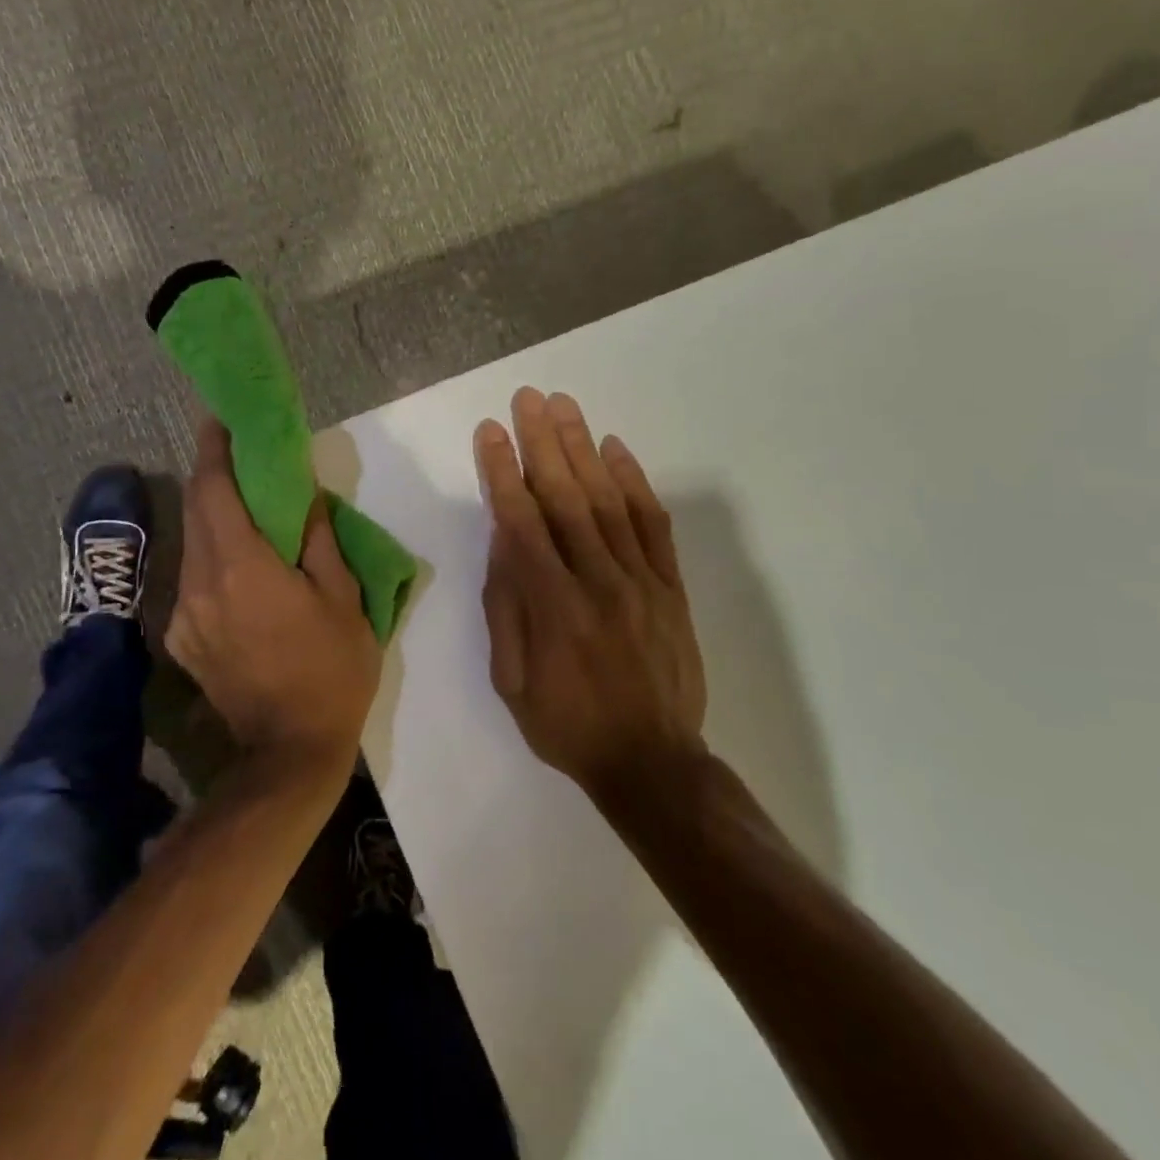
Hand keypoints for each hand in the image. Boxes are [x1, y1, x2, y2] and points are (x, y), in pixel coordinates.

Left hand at [167, 418, 382, 778]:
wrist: (289, 752)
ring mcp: (184, 614)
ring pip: (192, 544)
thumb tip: (302, 497)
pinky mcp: (182, 640)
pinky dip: (211, 558)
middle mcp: (200, 582)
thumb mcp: (343, 600)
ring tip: (244, 510)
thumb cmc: (330, 671)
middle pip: (195, 510)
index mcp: (242, 566)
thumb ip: (318, 541)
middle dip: (211, 476)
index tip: (219, 419)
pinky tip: (237, 568)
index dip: (214, 449)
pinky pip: (192, 581)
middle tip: (238, 456)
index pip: (213, 489)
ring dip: (212, 518)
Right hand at [475, 388, 706, 796]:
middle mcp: (597, 580)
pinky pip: (653, 525)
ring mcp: (640, 580)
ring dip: (584, 449)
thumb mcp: (511, 680)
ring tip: (565, 407)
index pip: (521, 521)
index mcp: (552, 605)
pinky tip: (616, 450)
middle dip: (542, 442)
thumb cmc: (567, 725)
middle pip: (565, 497)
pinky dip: (635, 483)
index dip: (502, 471)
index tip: (489, 432)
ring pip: (607, 501)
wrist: (651, 761)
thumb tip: (502, 541)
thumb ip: (506, 606)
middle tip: (528, 398)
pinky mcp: (670, 587)